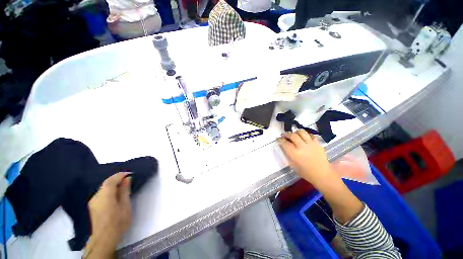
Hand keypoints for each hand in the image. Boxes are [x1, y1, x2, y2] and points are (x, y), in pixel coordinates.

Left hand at [84, 173, 131, 257]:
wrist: (104, 239)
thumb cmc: (118, 222)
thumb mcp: (125, 205)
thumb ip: (125, 191)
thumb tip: (127, 179)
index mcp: (105, 195)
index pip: (111, 180)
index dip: (121, 175)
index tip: (130, 173)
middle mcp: (96, 196)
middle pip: (106, 183)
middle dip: (117, 179)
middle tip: (128, 180)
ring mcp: (92, 202)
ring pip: (103, 189)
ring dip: (113, 185)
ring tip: (123, 187)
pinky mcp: (92, 207)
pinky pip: (101, 194)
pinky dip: (108, 191)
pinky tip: (114, 196)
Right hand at [277, 130, 333, 185]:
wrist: (322, 174)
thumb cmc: (305, 172)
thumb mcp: (293, 165)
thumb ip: (288, 154)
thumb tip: (284, 146)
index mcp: (295, 154)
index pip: (285, 143)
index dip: (280, 140)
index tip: (278, 139)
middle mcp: (302, 147)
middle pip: (292, 135)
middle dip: (287, 134)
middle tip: (284, 135)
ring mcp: (311, 144)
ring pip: (302, 132)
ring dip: (296, 132)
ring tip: (294, 134)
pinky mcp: (318, 144)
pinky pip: (310, 135)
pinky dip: (306, 134)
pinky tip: (304, 137)